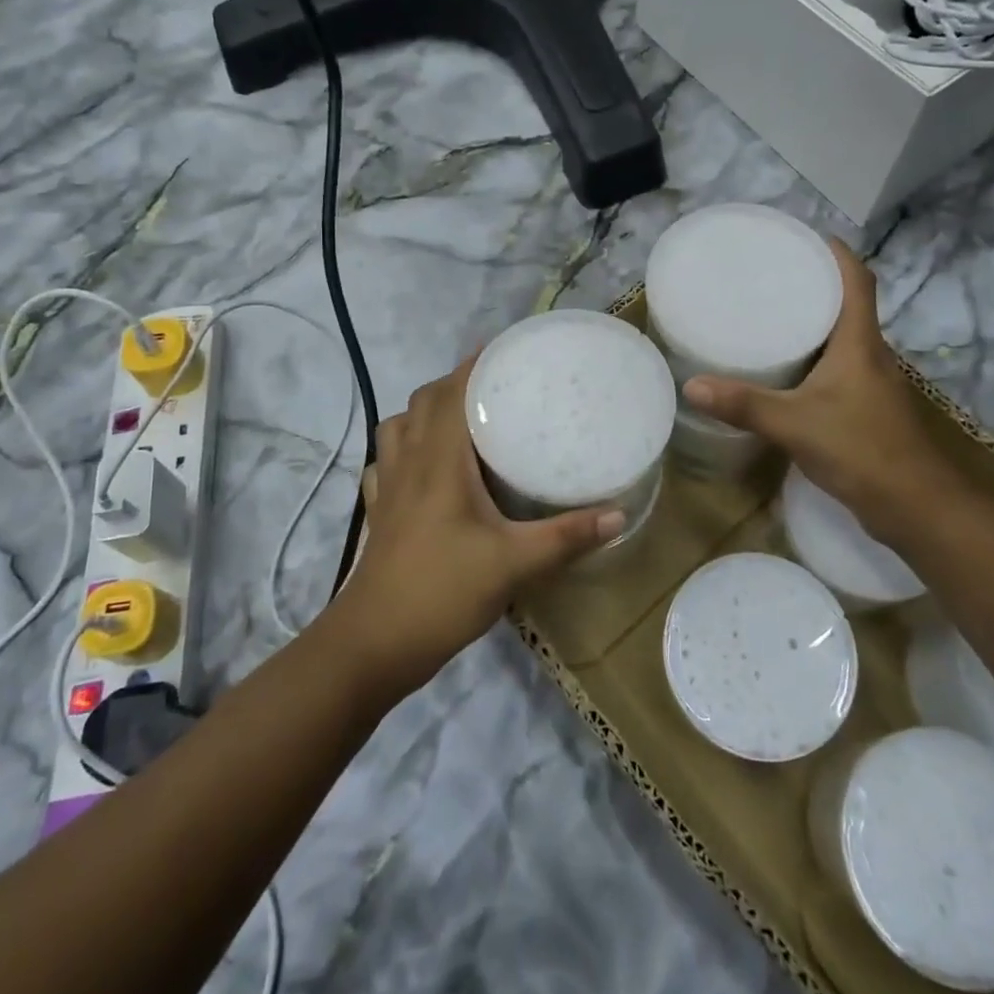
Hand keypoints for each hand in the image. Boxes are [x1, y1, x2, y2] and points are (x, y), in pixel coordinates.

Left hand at [335, 353, 624, 693]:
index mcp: (439, 461)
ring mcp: (386, 486)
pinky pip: (385, 461)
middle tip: (494, 387)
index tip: (505, 349)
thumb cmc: (443, 592)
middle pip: (423, 402)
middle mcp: (408, 462)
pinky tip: (424, 467)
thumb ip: (566, 537)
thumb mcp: (514, 564)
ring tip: (460, 420)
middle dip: (455, 383)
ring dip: (425, 412)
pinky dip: (403, 449)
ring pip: (398, 426)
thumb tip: (618, 515)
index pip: (451, 392)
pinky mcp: (378, 511)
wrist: (374, 643)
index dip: (474, 364)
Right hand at [682, 239, 959, 541]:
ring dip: (814, 323)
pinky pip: (838, 368)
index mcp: (859, 343)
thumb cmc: (862, 450)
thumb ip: (744, 404)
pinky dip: (814, 359)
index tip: (805, 236)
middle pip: (847, 305)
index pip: (857, 280)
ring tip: (770, 317)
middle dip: (814, 285)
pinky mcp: (866, 409)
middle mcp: (870, 354)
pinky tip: (786, 373)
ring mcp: (872, 383)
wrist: (916, 507)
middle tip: (771, 276)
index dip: (836, 253)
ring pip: (842, 339)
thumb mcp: (795, 424)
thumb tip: (692, 385)